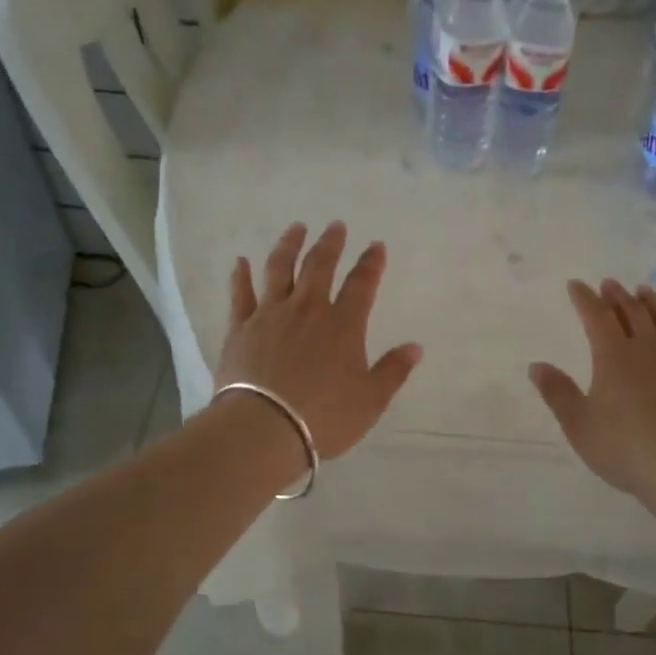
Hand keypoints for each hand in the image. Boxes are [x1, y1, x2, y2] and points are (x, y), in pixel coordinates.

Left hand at [218, 223, 423, 460]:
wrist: (263, 428)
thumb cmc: (324, 417)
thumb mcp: (370, 400)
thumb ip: (393, 371)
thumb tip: (415, 348)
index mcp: (343, 325)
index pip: (362, 284)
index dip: (371, 263)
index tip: (377, 246)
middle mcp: (307, 310)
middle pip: (320, 266)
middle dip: (330, 243)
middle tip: (336, 225)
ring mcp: (270, 315)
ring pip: (280, 269)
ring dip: (289, 245)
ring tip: (296, 228)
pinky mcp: (240, 328)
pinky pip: (240, 294)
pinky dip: (240, 276)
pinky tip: (240, 262)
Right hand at [529, 279, 655, 503]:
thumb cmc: (624, 447)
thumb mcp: (579, 424)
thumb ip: (557, 392)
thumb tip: (536, 366)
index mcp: (613, 356)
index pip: (596, 316)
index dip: (584, 298)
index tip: (575, 285)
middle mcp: (647, 347)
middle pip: (632, 311)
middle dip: (617, 295)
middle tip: (609, 284)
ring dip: (652, 302)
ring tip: (644, 292)